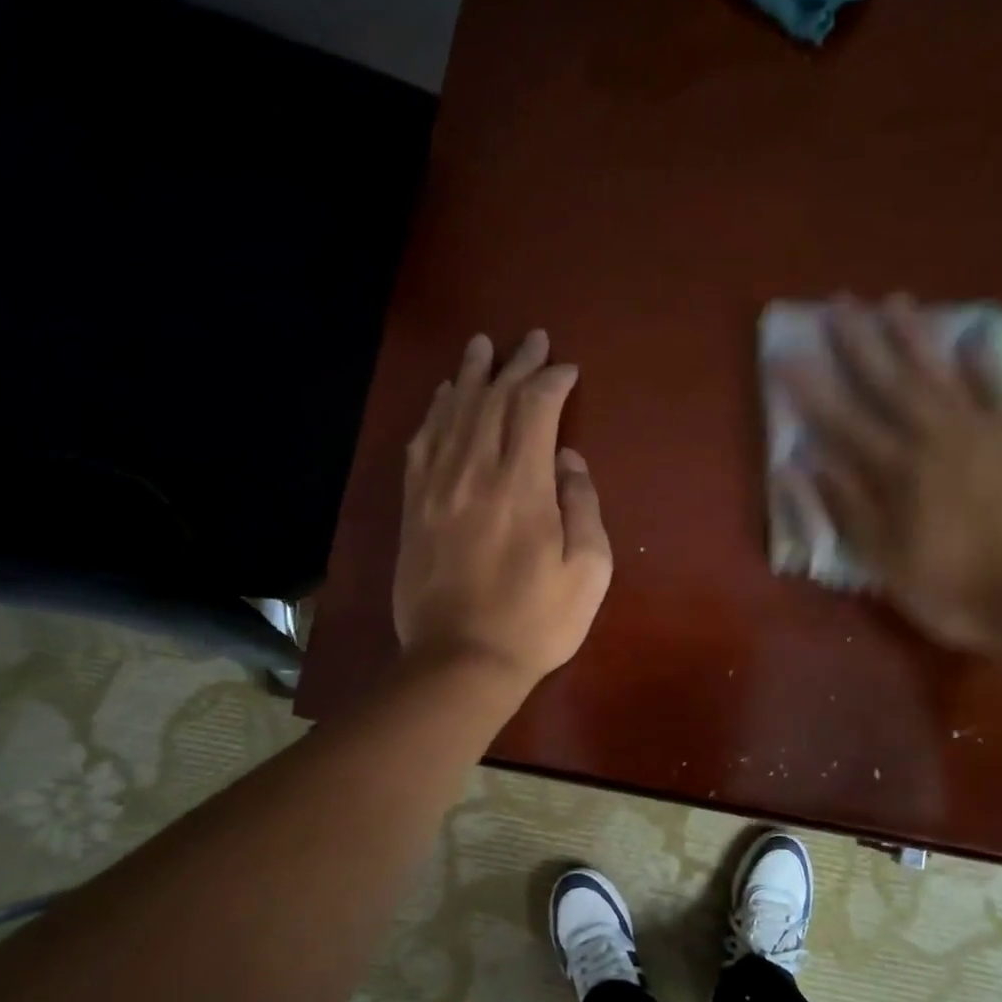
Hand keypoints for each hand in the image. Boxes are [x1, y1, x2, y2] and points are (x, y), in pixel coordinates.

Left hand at [393, 329, 612, 685]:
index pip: (536, 409)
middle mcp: (475, 472)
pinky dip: (434, 414)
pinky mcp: (413, 507)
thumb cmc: (536, 622)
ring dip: (471, 375)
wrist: (460, 661)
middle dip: (516, 364)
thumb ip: (583, 506)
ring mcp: (437, 488)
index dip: (554, 381)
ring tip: (481, 346)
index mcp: (523, 486)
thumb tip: (568, 461)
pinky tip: (441, 398)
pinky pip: (421, 445)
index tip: (569, 370)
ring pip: (453, 413)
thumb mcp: (588, 571)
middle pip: (493, 400)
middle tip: (531, 340)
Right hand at [777, 294, 1001, 647]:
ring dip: (913, 337)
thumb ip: (846, 507)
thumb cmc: (953, 588)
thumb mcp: (885, 560)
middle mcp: (934, 438)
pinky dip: (985, 363)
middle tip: (837, 303)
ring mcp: (980, 433)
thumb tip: (804, 462)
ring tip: (893, 301)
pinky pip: (999, 390)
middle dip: (858, 342)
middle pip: (888, 382)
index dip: (809, 388)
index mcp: (896, 471)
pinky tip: (974, 335)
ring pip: (939, 373)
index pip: (840, 420)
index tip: (783, 354)